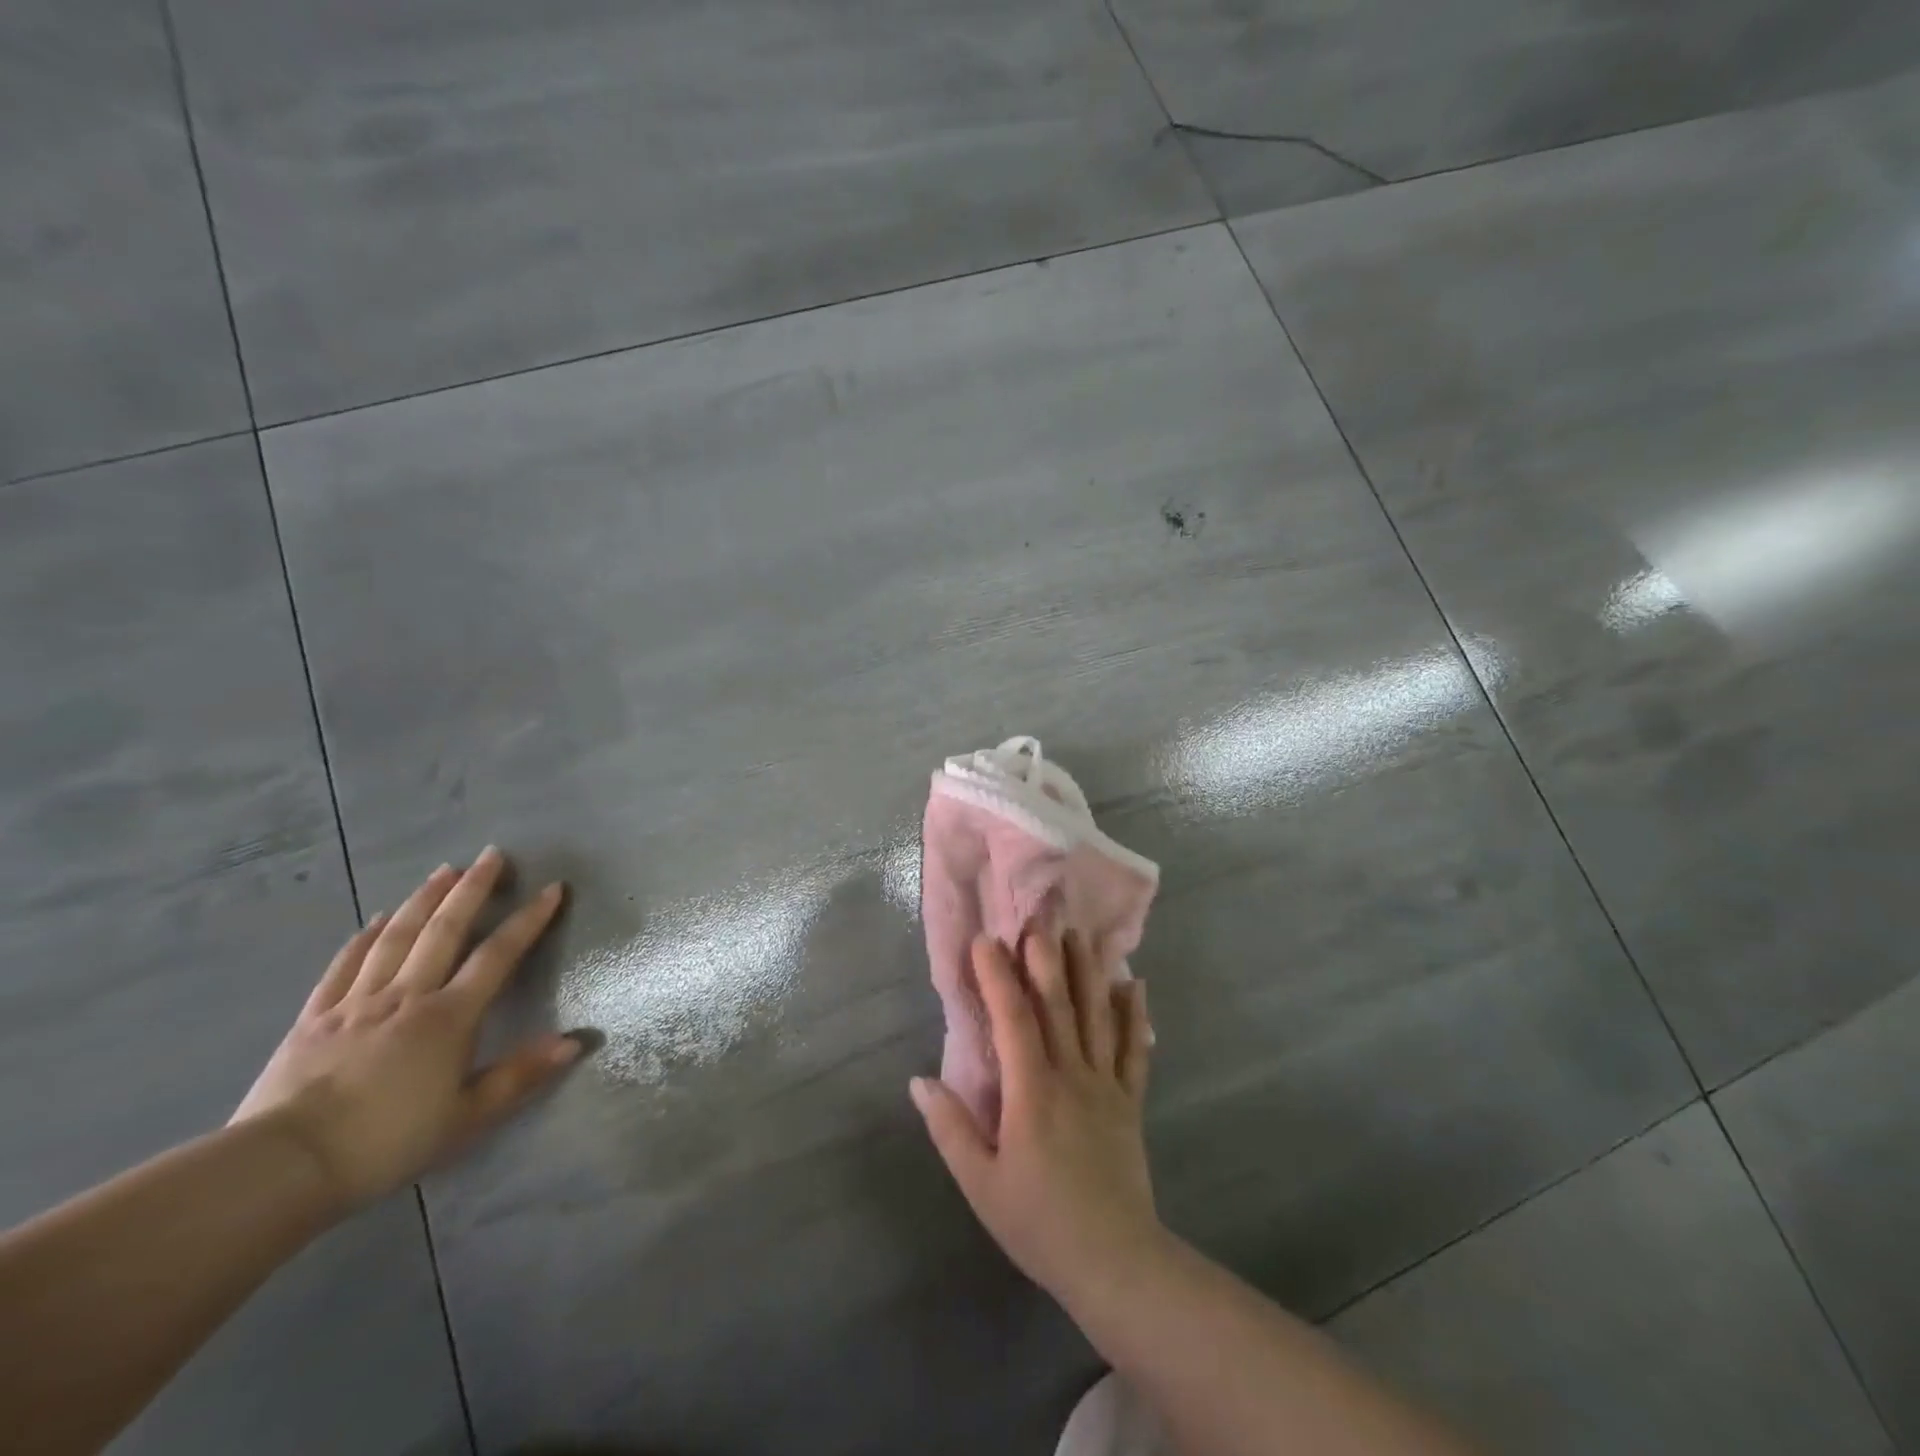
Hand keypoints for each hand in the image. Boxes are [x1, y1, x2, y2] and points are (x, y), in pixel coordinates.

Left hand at [232, 847, 579, 1210]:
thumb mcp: (467, 1118)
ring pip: (396, 937)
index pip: (499, 956)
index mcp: (449, 1017)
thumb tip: (576, 1041)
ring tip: (443, 871)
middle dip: (472, 889)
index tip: (551, 888)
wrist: (282, 1167)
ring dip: (423, 900)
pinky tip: (378, 920)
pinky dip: (365, 937)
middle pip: (444, 930)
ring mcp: (356, 1003)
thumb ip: (521, 1075)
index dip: (529, 920)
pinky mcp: (313, 1018)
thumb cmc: (386, 1143)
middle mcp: (407, 996)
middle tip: (491, 855)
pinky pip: (345, 966)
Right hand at [911, 930, 1163, 1308]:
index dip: (997, 976)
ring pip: (1097, 1017)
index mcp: (1032, 1091)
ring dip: (1087, 972)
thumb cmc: (1039, 1223)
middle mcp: (1071, 1075)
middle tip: (1038, 919)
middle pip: (1058, 1005)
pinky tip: (1135, 985)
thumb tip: (919, 1081)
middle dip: (1045, 958)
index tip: (985, 941)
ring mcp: (1106, 1085)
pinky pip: (1134, 1050)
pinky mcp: (1130, 1102)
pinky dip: (1135, 1016)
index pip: (1012, 1019)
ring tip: (1081, 934)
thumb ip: (950, 1128)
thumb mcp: (981, 1184)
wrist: (1115, 1263)